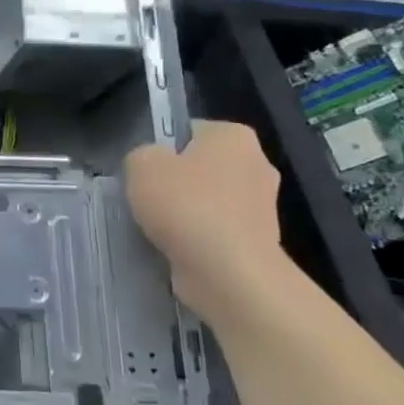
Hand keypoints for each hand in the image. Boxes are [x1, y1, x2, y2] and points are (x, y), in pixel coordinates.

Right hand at [125, 121, 279, 324]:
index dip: (161, 149)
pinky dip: (198, 240)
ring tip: (158, 230)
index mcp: (234, 136)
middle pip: (200, 167)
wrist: (228, 273)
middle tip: (146, 200)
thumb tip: (152, 166)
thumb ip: (141, 155)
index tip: (143, 172)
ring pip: (208, 201)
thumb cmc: (186, 206)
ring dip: (186, 214)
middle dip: (176, 183)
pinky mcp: (259, 242)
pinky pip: (217, 232)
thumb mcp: (141, 164)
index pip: (188, 131)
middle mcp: (257, 164)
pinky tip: (177, 250)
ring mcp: (263, 207)